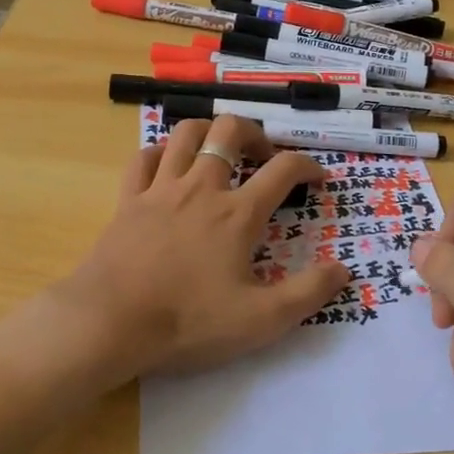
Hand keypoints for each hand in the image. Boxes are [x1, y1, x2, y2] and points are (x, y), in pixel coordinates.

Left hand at [59, 115, 350, 375]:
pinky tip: (167, 163)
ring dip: (208, 131)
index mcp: (238, 213)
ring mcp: (161, 189)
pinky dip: (160, 152)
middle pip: (230, 131)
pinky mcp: (129, 200)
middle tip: (263, 156)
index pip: (284, 170)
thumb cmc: (188, 321)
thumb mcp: (260, 320)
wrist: (109, 322)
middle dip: (254, 133)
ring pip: (186, 134)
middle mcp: (202, 188)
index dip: (308, 166)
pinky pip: (144, 158)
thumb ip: (307, 294)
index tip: (318, 178)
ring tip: (219, 148)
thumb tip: (344, 270)